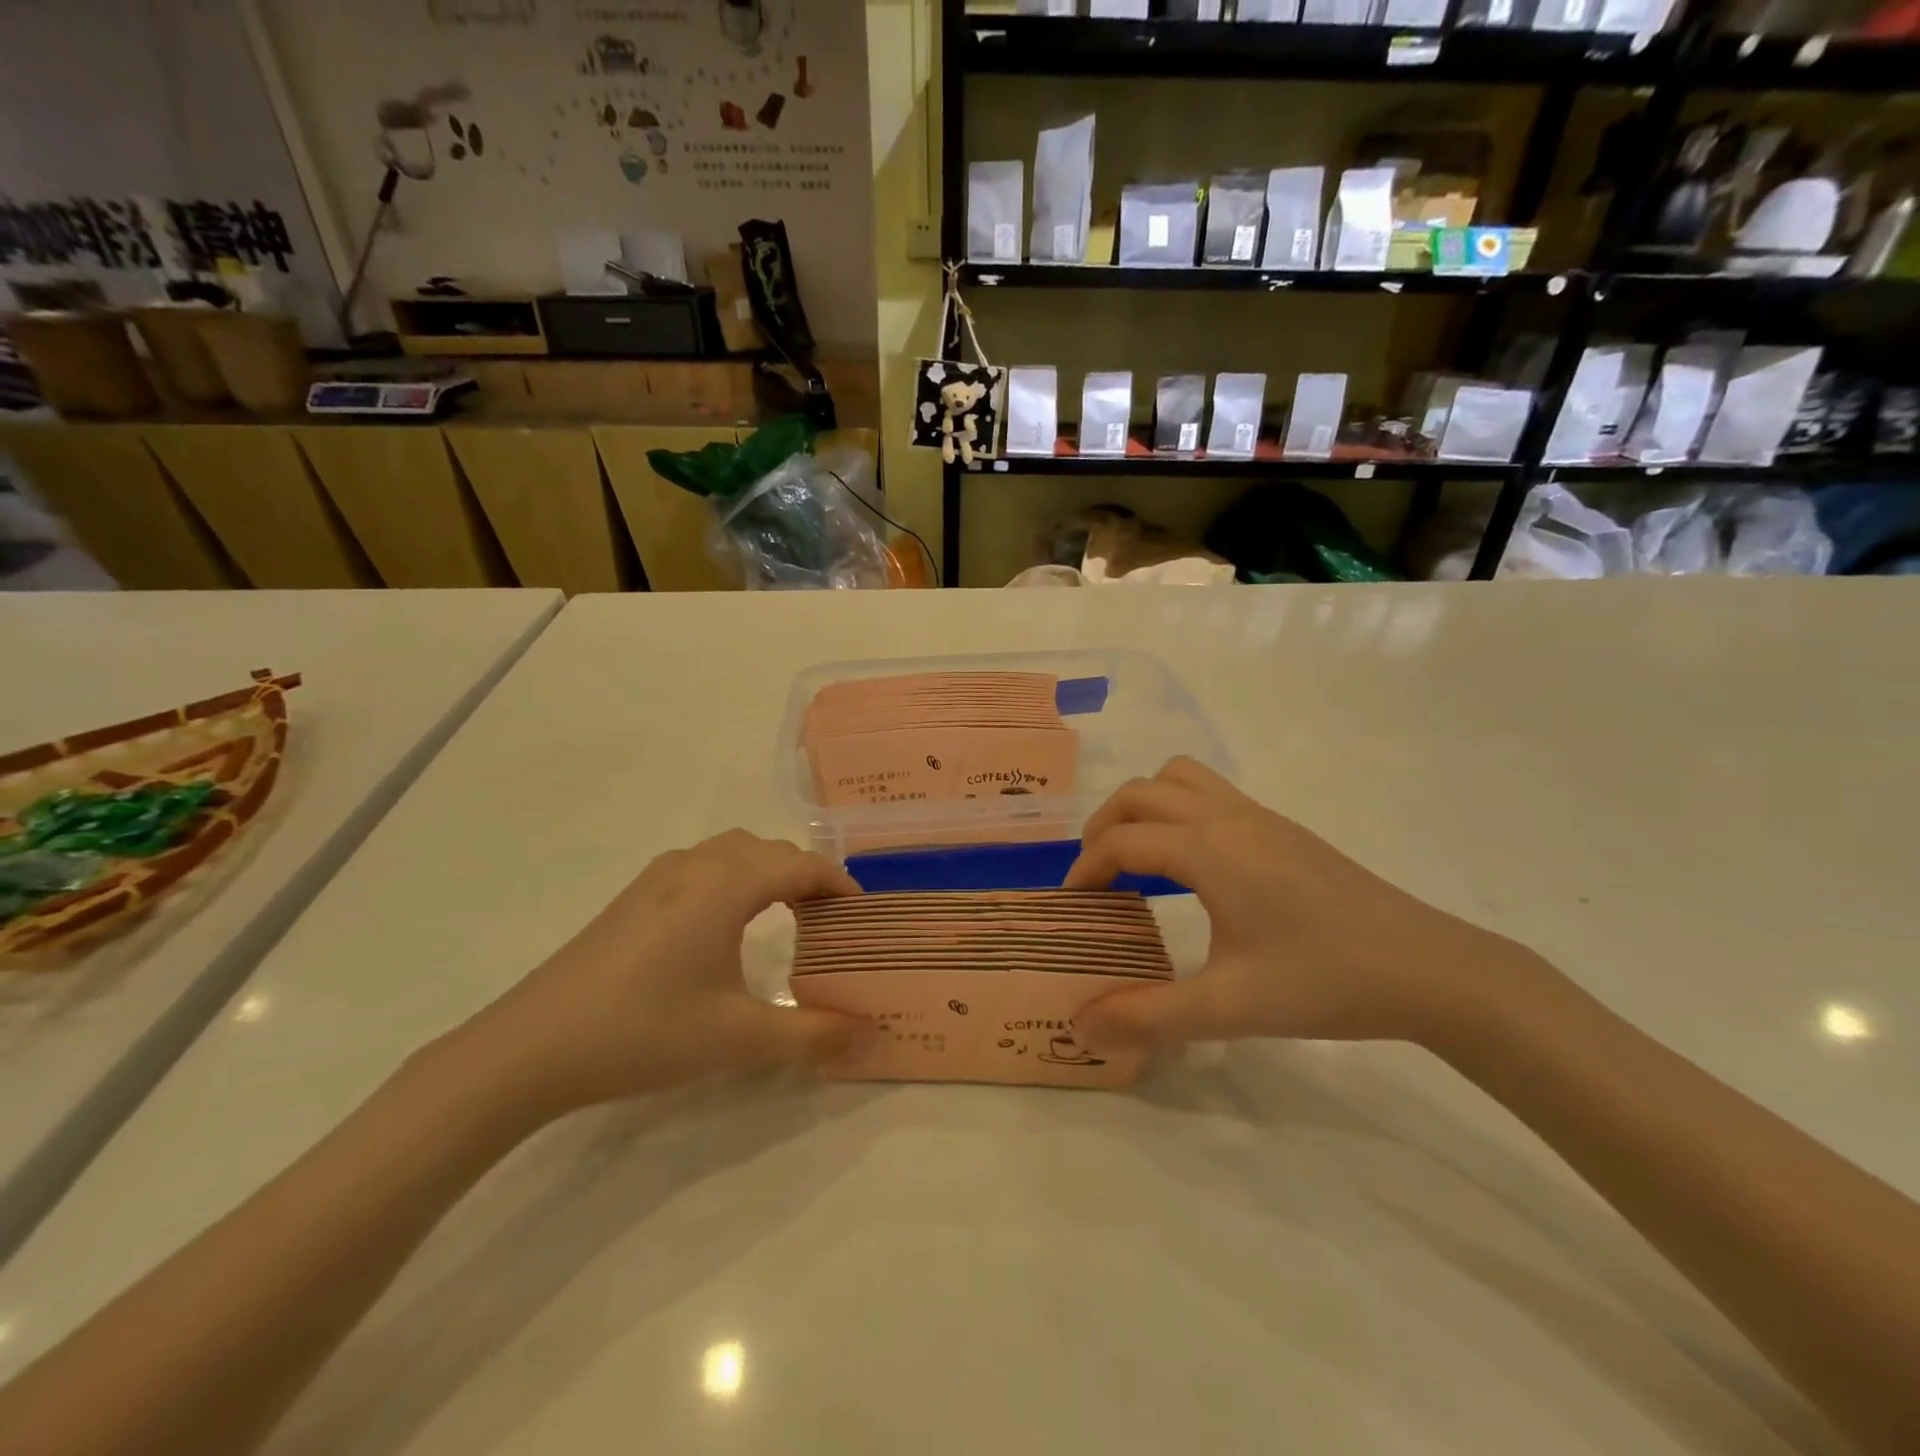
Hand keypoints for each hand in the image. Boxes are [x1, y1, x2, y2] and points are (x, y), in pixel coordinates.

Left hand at [455, 831, 861, 1116]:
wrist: (529, 1048)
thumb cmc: (645, 1031)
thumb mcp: (739, 1038)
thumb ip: (813, 1035)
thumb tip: (874, 1037)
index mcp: (727, 883)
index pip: (802, 865)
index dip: (839, 884)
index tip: (863, 914)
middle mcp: (696, 864)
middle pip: (769, 851)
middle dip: (807, 876)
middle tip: (830, 921)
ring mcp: (658, 877)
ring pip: (732, 852)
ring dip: (767, 872)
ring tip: (785, 915)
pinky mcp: (632, 898)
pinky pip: (702, 867)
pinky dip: (733, 879)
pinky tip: (724, 926)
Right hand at [1064, 758, 1528, 1052]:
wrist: (1429, 969)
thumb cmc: (1325, 981)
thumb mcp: (1230, 1008)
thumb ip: (1148, 1016)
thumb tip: (1080, 1027)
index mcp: (1208, 849)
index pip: (1121, 842)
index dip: (1086, 869)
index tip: (1073, 905)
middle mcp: (1228, 817)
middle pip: (1141, 793)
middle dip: (1105, 826)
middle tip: (1097, 876)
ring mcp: (1261, 816)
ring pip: (1180, 778)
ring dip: (1145, 806)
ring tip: (1139, 857)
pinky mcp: (1285, 828)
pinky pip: (1212, 794)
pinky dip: (1180, 810)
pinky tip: (1196, 867)